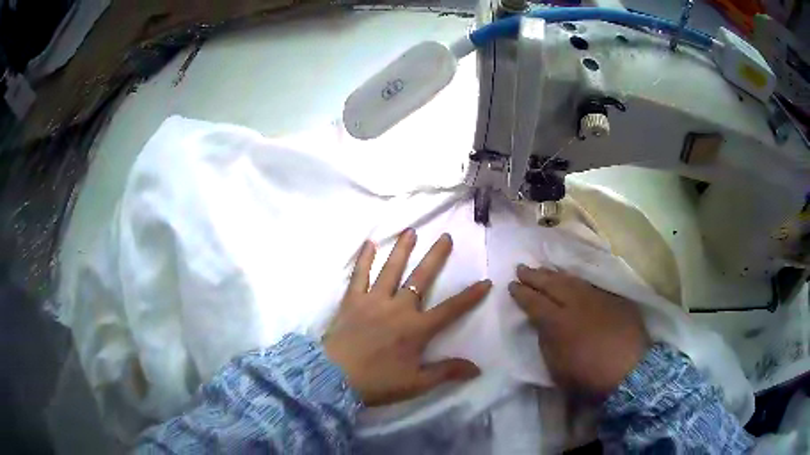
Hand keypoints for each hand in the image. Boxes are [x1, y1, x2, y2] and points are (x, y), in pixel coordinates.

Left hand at [323, 229, 490, 406]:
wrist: (333, 378)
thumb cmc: (377, 381)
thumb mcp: (416, 383)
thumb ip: (447, 372)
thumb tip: (477, 368)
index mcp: (416, 329)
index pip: (451, 309)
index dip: (470, 296)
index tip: (485, 281)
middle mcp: (398, 308)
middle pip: (421, 278)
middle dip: (436, 257)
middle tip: (445, 236)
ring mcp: (374, 300)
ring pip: (391, 269)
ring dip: (402, 249)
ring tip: (411, 231)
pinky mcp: (352, 300)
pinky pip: (359, 275)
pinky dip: (364, 259)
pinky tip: (369, 243)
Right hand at [509, 265, 649, 398]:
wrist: (629, 371)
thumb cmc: (588, 376)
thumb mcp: (557, 368)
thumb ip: (547, 342)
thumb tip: (542, 325)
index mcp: (558, 322)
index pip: (535, 302)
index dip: (522, 293)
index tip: (512, 285)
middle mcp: (577, 303)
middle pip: (552, 284)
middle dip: (535, 275)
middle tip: (521, 268)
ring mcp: (597, 298)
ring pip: (572, 280)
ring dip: (555, 274)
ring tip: (544, 269)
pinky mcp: (614, 298)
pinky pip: (591, 284)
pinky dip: (577, 281)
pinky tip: (573, 280)